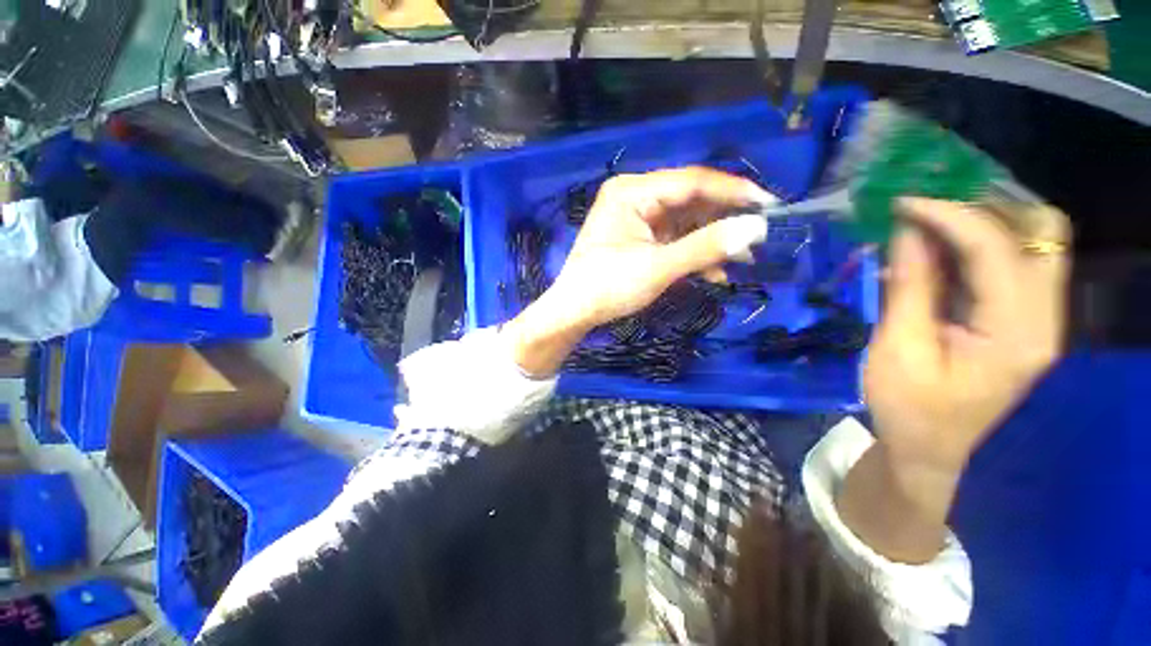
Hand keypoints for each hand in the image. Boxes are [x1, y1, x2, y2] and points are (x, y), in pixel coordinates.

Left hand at [504, 167, 773, 376]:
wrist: (574, 313)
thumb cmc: (607, 288)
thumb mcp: (658, 268)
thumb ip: (705, 247)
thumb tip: (757, 227)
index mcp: (632, 192)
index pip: (691, 182)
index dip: (732, 191)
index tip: (769, 205)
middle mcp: (634, 197)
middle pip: (689, 201)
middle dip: (722, 221)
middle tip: (757, 237)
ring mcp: (635, 218)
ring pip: (685, 222)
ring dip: (711, 241)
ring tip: (742, 260)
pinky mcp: (638, 238)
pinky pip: (673, 238)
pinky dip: (693, 253)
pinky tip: (713, 272)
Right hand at [838, 198, 1070, 562]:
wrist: (929, 449)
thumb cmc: (908, 408)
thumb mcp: (898, 349)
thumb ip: (910, 287)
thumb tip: (907, 230)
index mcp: (1016, 333)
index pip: (997, 248)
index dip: (949, 214)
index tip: (901, 202)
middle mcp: (1043, 317)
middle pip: (1042, 231)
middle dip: (985, 204)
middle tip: (927, 202)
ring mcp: (1037, 317)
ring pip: (1031, 240)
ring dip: (982, 218)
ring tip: (928, 215)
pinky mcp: (1020, 318)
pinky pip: (1011, 261)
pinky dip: (976, 241)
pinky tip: (937, 243)